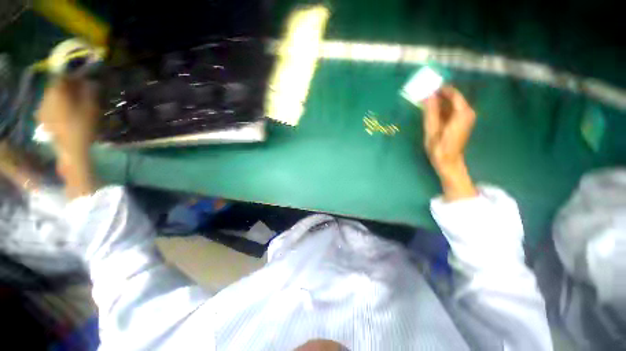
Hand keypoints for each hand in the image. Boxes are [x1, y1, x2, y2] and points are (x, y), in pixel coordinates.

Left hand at [37, 78, 99, 197]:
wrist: (70, 151)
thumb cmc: (82, 127)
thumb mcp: (91, 107)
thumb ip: (90, 91)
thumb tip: (90, 81)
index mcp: (57, 92)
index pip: (63, 76)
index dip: (75, 76)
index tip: (85, 79)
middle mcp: (46, 98)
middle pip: (57, 87)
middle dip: (69, 87)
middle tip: (81, 92)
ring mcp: (42, 110)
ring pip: (53, 97)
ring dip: (63, 97)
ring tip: (75, 104)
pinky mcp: (43, 120)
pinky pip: (50, 107)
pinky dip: (58, 107)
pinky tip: (66, 114)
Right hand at [423, 86, 477, 200]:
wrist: (448, 162)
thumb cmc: (440, 147)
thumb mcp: (432, 129)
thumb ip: (430, 111)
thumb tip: (427, 95)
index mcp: (463, 113)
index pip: (453, 94)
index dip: (441, 89)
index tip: (428, 87)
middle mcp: (467, 113)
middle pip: (453, 99)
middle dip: (438, 96)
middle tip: (424, 95)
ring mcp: (465, 118)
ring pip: (451, 105)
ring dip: (438, 103)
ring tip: (424, 103)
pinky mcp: (460, 123)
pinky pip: (451, 111)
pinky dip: (441, 110)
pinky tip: (431, 112)